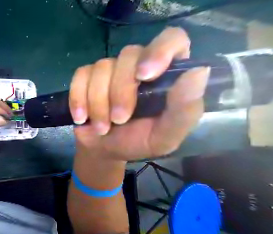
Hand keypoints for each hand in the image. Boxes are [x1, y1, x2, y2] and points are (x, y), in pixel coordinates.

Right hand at [68, 27, 210, 159]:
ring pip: (101, 68)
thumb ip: (183, 110)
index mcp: (164, 76)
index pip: (171, 40)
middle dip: (120, 92)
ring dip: (98, 103)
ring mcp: (109, 71)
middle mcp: (137, 66)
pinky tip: (81, 118)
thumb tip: (198, 72)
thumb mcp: (165, 136)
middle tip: (118, 120)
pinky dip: (78, 99)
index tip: (144, 75)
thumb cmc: (136, 143)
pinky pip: (80, 77)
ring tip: (101, 127)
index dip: (159, 51)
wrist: (104, 150)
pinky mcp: (86, 78)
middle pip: (128, 55)